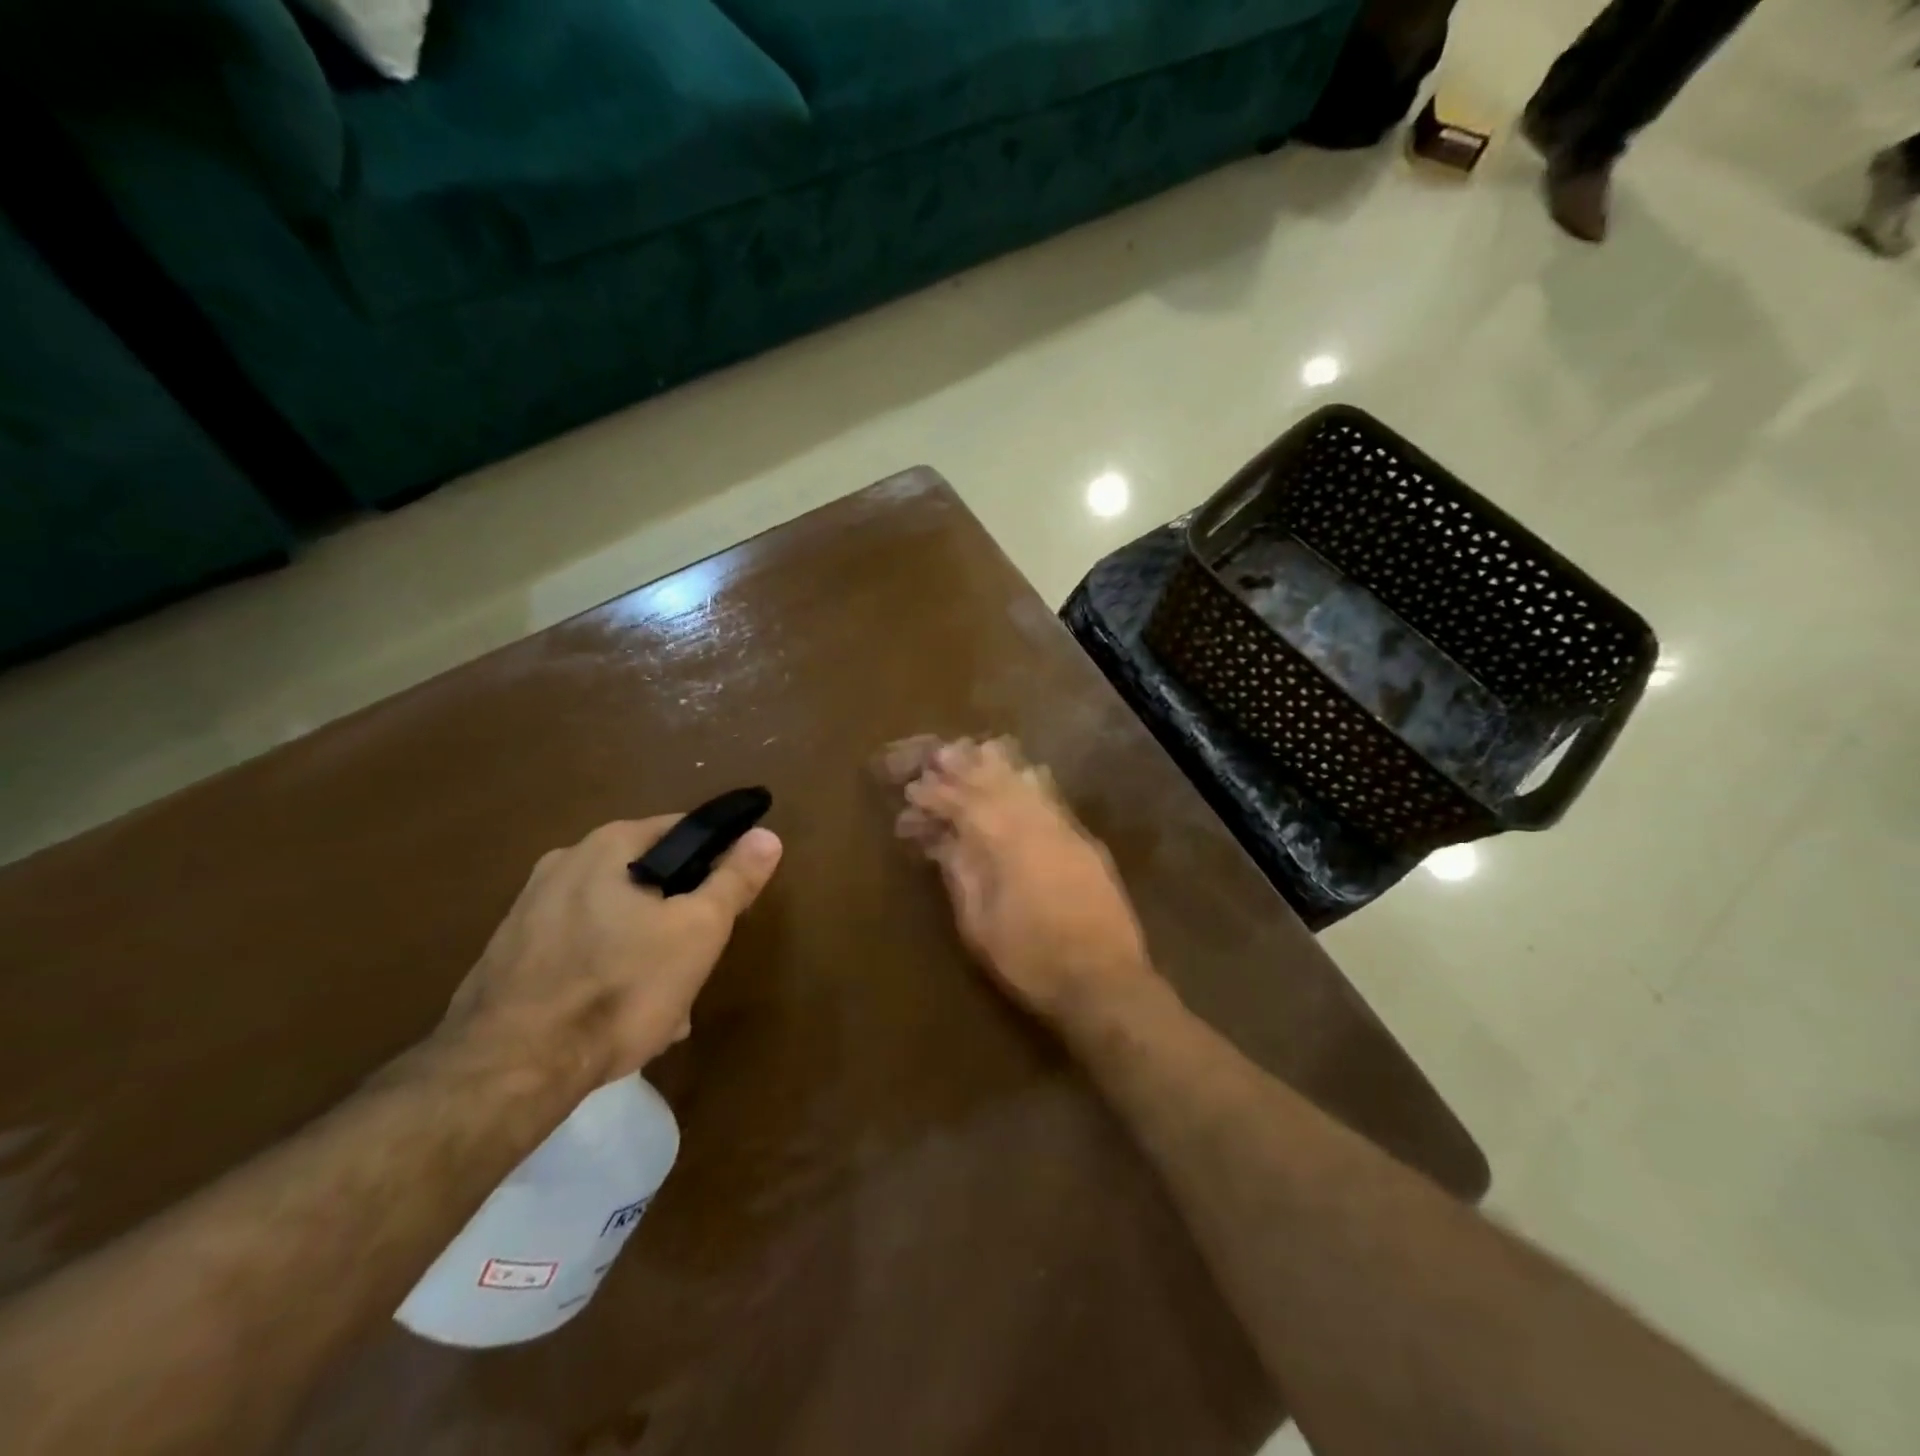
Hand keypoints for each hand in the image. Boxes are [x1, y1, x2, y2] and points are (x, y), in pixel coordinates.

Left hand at [439, 817, 782, 1085]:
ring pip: (616, 922)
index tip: (730, 908)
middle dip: (680, 921)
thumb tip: (767, 835)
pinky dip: (606, 975)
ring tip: (663, 1009)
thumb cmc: (620, 986)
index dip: (718, 865)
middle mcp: (564, 863)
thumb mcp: (699, 930)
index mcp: (609, 844)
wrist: (509, 1070)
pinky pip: (579, 952)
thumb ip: (734, 880)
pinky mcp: (508, 956)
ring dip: (647, 954)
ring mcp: (528, 910)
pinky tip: (617, 1021)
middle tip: (697, 966)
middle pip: (649, 881)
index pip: (684, 831)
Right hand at [886, 736, 1154, 1023]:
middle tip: (941, 753)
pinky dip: (1031, 781)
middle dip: (965, 766)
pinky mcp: (1086, 842)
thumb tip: (943, 838)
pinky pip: (1053, 797)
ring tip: (978, 751)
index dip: (935, 794)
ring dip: (1000, 766)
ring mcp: (1067, 830)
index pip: (964, 804)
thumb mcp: (979, 925)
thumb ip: (961, 874)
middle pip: (996, 781)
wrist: (1105, 981)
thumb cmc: (1031, 960)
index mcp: (1006, 844)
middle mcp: (1037, 824)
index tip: (913, 790)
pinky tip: (1025, 774)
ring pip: (1029, 781)